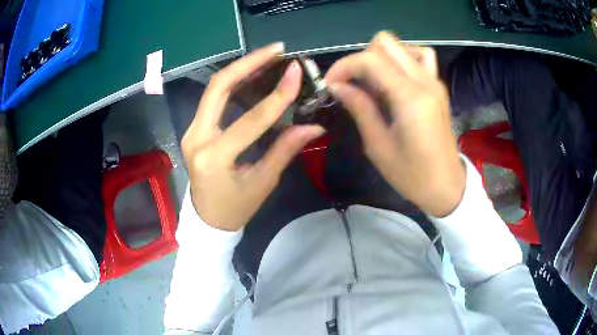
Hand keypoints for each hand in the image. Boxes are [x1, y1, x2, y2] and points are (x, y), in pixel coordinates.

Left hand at [182, 44, 324, 230]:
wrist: (207, 219)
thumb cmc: (235, 208)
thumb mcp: (262, 182)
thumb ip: (285, 149)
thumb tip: (314, 126)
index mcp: (214, 157)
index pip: (251, 119)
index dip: (278, 95)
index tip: (296, 71)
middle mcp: (196, 138)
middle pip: (218, 88)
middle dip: (248, 63)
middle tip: (276, 50)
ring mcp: (191, 131)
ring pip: (214, 89)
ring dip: (241, 68)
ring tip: (268, 56)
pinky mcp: (194, 129)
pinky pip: (213, 99)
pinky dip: (233, 83)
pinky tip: (253, 74)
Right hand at [325, 32, 464, 216]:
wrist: (446, 185)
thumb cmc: (412, 174)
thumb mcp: (378, 146)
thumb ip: (360, 108)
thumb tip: (337, 86)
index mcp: (410, 97)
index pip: (370, 60)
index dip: (344, 66)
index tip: (330, 84)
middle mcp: (424, 81)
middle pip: (386, 43)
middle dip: (361, 58)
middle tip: (352, 83)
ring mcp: (434, 81)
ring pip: (402, 46)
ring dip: (382, 57)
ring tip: (373, 81)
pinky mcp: (437, 87)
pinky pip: (420, 57)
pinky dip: (402, 59)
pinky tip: (395, 78)